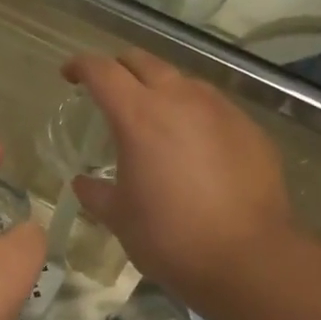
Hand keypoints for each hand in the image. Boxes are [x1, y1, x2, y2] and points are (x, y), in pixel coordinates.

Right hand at [62, 51, 295, 300]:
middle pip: (143, 61)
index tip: (70, 74)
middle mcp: (180, 99)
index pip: (102, 71)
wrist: (248, 258)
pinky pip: (214, 107)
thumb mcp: (120, 218)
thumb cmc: (170, 237)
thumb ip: (96, 193)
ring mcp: (220, 110)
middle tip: (109, 89)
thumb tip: (83, 182)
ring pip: (183, 80)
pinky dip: (194, 113)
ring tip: (154, 115)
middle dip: (120, 68)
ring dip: (161, 87)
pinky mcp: (250, 128)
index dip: (81, 66)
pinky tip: (195, 145)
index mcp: (138, 116)